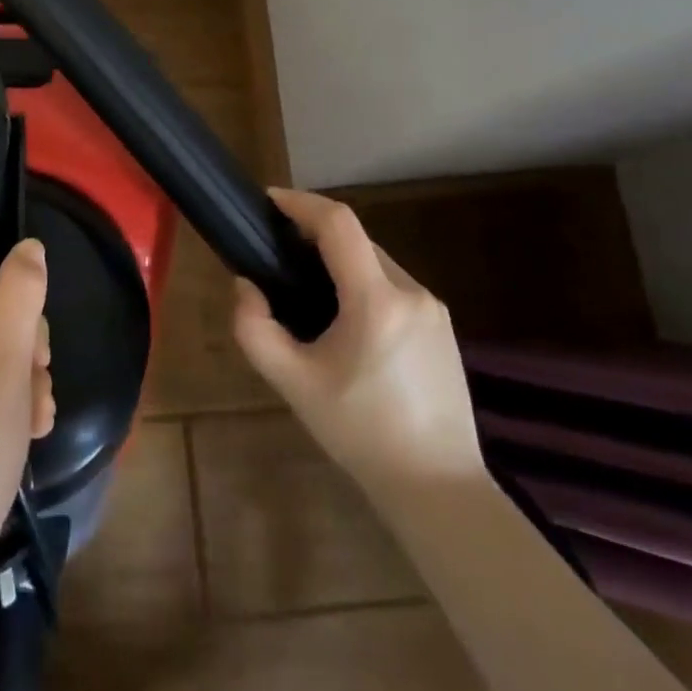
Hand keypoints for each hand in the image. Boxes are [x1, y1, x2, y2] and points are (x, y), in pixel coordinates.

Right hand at [234, 189, 483, 505]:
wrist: (439, 489)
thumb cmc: (361, 433)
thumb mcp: (293, 384)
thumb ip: (255, 329)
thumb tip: (246, 286)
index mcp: (376, 301)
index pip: (338, 223)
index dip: (301, 202)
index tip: (268, 201)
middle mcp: (412, 293)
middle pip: (356, 240)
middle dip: (314, 235)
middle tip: (277, 255)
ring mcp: (434, 309)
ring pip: (376, 262)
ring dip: (339, 261)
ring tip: (306, 292)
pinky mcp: (444, 327)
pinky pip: (394, 286)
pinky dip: (362, 283)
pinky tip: (345, 321)